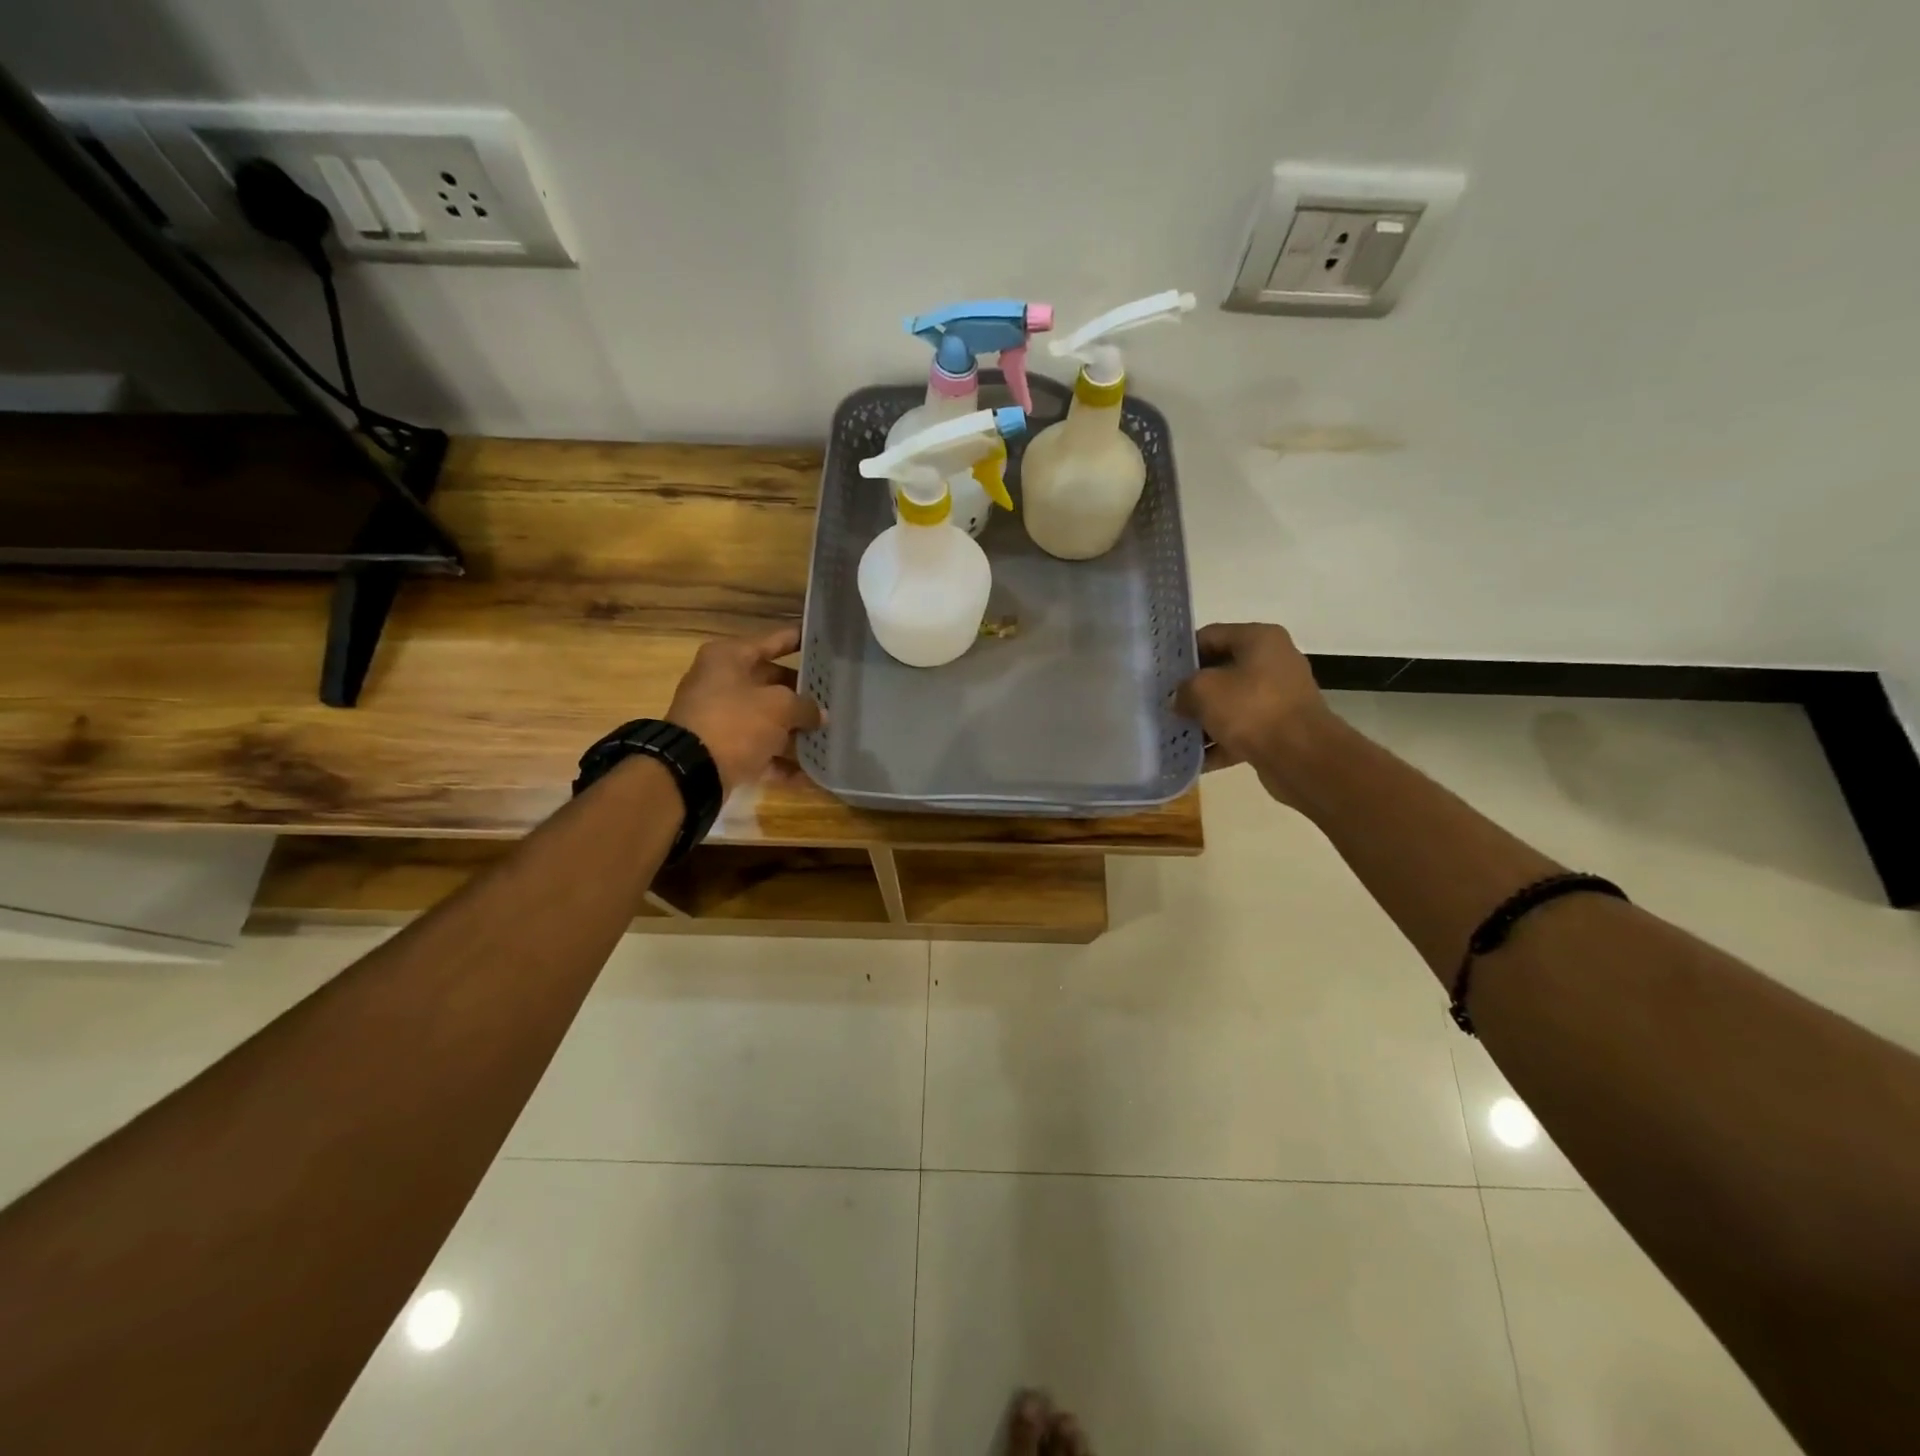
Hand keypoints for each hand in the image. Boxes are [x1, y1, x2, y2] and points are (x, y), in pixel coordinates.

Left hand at [665, 625, 822, 795]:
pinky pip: (761, 751)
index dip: (801, 640)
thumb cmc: (735, 722)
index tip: (826, 642)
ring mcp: (722, 719)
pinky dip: (783, 761)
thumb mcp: (779, 706)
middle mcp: (723, 683)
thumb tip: (820, 715)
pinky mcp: (724, 750)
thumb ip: (806, 706)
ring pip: (769, 720)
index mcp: (729, 657)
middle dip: (804, 694)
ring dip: (797, 730)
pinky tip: (813, 771)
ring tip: (832, 733)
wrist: (691, 772)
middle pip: (773, 683)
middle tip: (837, 695)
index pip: (774, 640)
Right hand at [1173, 622, 1332, 802]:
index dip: (1182, 653)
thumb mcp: (1203, 690)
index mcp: (1259, 639)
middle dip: (1192, 690)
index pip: (1210, 635)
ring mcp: (1279, 696)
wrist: (1301, 756)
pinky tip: (1195, 759)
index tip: (1159, 674)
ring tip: (1174, 733)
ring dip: (1204, 718)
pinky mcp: (1281, 728)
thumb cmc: (1251, 709)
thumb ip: (1183, 689)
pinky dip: (1221, 742)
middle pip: (1221, 670)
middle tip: (1164, 704)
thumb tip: (1180, 699)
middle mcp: (1274, 661)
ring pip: (1231, 703)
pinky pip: (1242, 730)